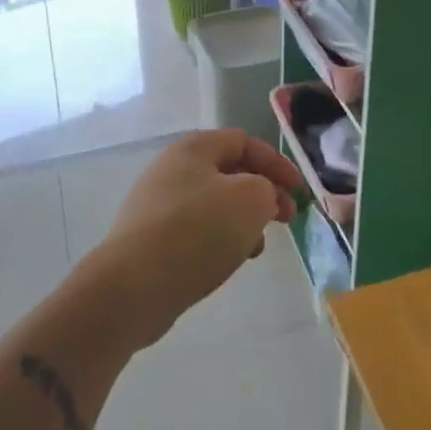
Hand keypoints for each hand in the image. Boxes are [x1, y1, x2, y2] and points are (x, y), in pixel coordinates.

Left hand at [89, 130, 301, 348]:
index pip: (245, 142)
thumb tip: (258, 197)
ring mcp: (156, 204)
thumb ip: (267, 188)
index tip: (299, 193)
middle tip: (285, 218)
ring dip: (243, 220)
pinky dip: (219, 239)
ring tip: (257, 247)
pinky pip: (195, 230)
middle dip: (263, 193)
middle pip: (230, 172)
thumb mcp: (251, 199)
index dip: (277, 164)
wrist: (132, 287)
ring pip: (214, 203)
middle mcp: (172, 168)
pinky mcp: (149, 238)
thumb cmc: (197, 232)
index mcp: (194, 148)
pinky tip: (228, 261)